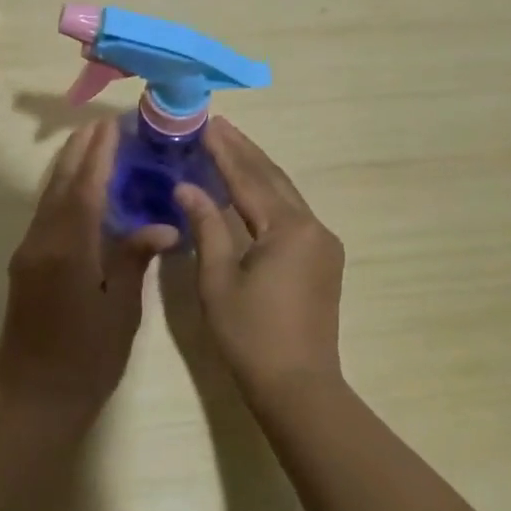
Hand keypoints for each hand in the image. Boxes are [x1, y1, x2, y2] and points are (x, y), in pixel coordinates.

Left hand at [0, 120, 176, 423]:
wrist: (34, 400)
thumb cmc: (87, 359)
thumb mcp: (121, 310)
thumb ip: (133, 260)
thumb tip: (160, 225)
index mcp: (68, 249)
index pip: (84, 188)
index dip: (98, 155)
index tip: (110, 125)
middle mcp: (41, 242)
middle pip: (60, 185)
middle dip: (79, 152)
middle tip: (100, 124)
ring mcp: (27, 254)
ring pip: (48, 199)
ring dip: (67, 169)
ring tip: (88, 145)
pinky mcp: (24, 266)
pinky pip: (44, 216)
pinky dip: (61, 193)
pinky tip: (75, 190)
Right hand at [174, 118, 345, 403]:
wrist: (298, 386)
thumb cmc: (250, 335)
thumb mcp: (217, 280)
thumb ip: (206, 227)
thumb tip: (187, 187)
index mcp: (288, 229)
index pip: (249, 179)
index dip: (224, 151)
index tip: (206, 124)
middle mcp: (312, 227)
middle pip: (273, 178)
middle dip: (244, 151)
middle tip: (218, 125)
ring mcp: (322, 243)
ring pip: (285, 194)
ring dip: (257, 170)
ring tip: (231, 146)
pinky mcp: (323, 259)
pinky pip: (292, 214)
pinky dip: (268, 195)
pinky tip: (250, 188)